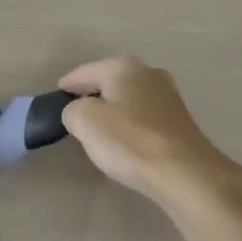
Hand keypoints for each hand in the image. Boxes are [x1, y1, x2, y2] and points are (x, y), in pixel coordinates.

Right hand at [58, 56, 241, 205]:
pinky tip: (125, 140)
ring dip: (114, 109)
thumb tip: (79, 112)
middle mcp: (148, 73)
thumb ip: (72, 110)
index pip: (85, 72)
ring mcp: (168, 96)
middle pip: (110, 81)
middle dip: (92, 93)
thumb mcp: (84, 121)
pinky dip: (131, 123)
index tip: (56, 96)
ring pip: (129, 97)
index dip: (68, 84)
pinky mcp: (179, 120)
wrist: (185, 173)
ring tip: (98, 128)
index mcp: (123, 66)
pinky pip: (144, 115)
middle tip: (75, 111)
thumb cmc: (130, 140)